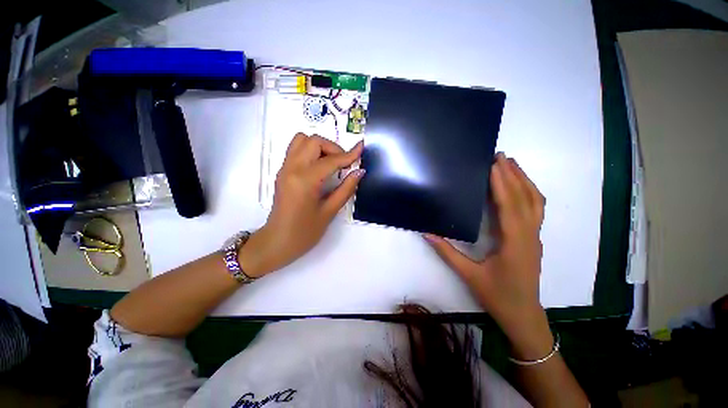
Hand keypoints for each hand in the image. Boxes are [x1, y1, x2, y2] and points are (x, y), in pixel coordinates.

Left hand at [239, 133, 363, 277]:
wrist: (277, 242)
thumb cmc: (304, 233)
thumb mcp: (329, 212)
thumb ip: (346, 189)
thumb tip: (359, 172)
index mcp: (304, 181)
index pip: (330, 160)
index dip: (349, 154)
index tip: (361, 148)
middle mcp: (292, 168)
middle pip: (313, 141)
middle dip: (333, 148)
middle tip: (344, 163)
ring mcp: (284, 168)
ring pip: (301, 140)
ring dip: (320, 146)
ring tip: (332, 163)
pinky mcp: (282, 172)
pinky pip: (296, 150)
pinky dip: (311, 151)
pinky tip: (320, 167)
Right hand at [425, 153, 552, 358]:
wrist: (523, 315)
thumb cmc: (497, 296)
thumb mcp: (468, 274)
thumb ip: (447, 252)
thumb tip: (427, 233)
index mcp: (514, 242)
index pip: (509, 205)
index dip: (502, 182)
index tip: (494, 163)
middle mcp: (529, 235)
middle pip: (526, 198)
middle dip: (514, 174)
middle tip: (501, 156)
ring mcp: (535, 237)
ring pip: (536, 202)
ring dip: (524, 181)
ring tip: (511, 164)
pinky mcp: (533, 239)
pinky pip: (535, 210)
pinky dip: (528, 193)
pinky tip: (519, 187)